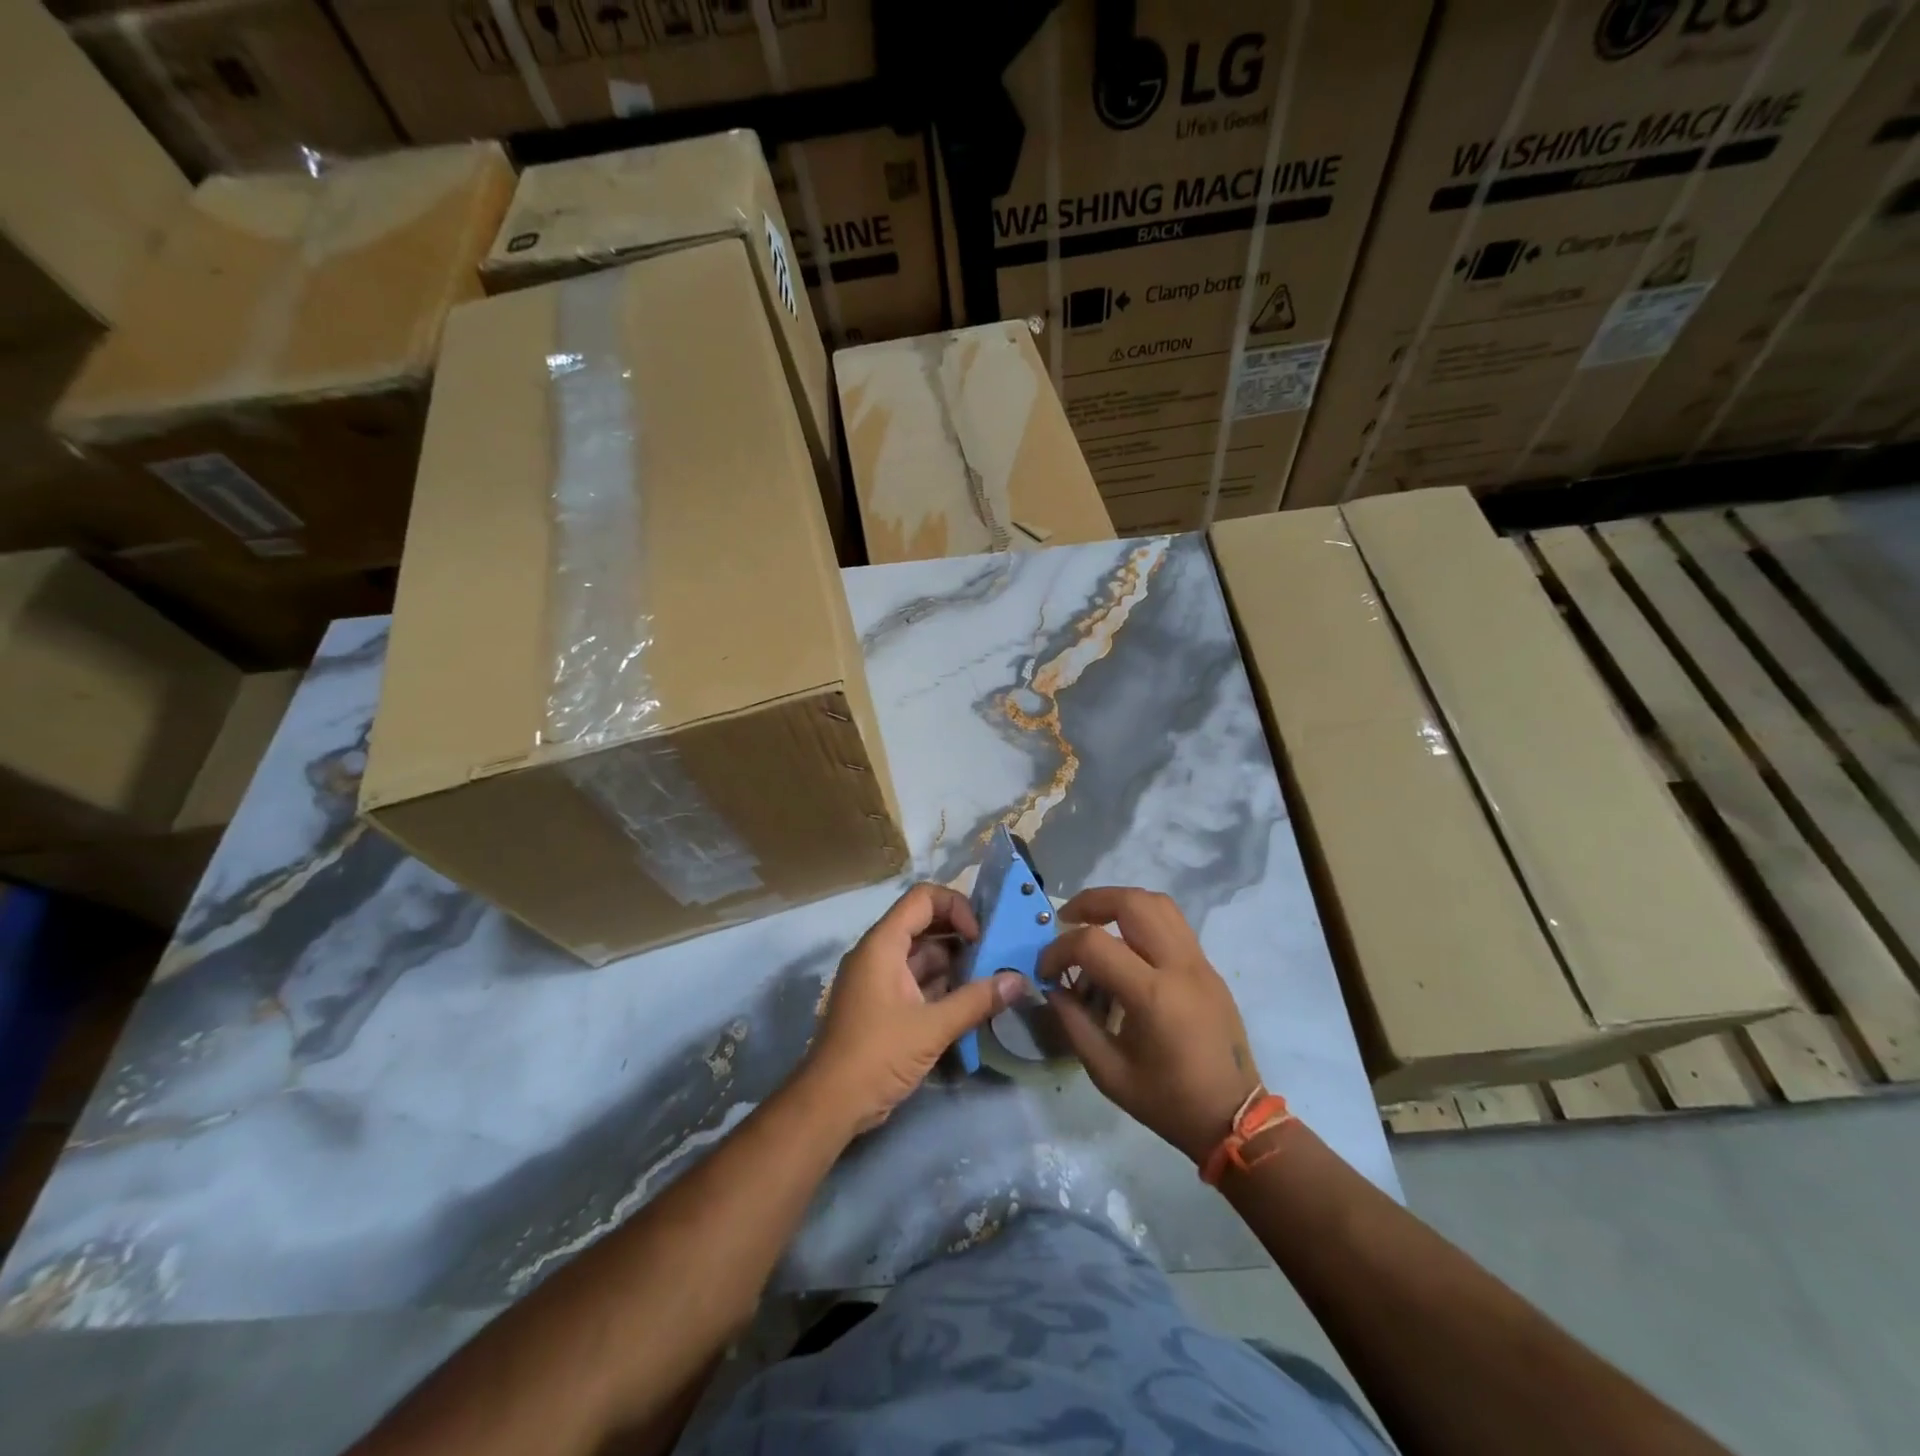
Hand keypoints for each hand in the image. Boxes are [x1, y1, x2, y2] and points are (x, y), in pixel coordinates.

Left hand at [804, 883, 1024, 1133]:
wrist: (830, 1104)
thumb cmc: (877, 1055)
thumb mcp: (932, 1027)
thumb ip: (977, 1001)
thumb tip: (1019, 981)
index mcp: (883, 944)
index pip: (923, 898)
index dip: (956, 907)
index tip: (979, 937)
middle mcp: (879, 953)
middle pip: (924, 925)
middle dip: (961, 936)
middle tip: (995, 956)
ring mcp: (879, 979)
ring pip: (923, 956)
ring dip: (955, 964)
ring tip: (990, 980)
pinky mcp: (883, 1005)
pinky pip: (916, 981)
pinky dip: (942, 986)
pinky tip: (971, 1003)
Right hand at [1039, 887, 1260, 1164]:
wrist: (1234, 1119)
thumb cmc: (1168, 1102)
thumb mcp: (1108, 1072)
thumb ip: (1074, 1023)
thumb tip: (1052, 988)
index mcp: (1153, 996)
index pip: (1094, 944)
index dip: (1059, 950)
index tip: (1045, 970)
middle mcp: (1179, 967)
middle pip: (1133, 903)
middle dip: (1091, 902)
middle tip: (1066, 919)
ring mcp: (1199, 963)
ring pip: (1158, 904)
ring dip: (1120, 903)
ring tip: (1095, 922)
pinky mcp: (1209, 967)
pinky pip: (1173, 924)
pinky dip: (1142, 920)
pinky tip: (1125, 946)